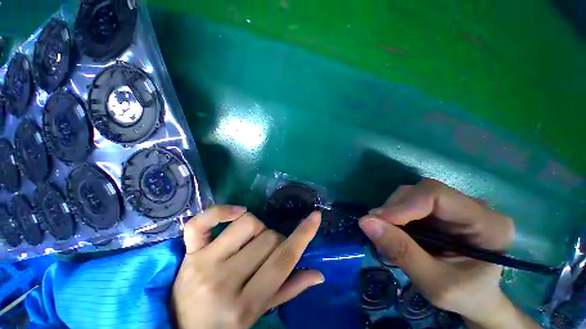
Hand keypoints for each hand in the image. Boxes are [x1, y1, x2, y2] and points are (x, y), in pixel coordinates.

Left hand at [172, 205, 323, 328]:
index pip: (283, 261)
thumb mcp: (259, 314)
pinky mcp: (187, 252)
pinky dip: (221, 211)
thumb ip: (289, 290)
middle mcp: (223, 282)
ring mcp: (202, 264)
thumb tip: (318, 274)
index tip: (315, 217)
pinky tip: (236, 212)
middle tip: (269, 251)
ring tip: (252, 240)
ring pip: (246, 223)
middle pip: (267, 238)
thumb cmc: (226, 325)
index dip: (303, 236)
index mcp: (245, 305)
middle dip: (275, 240)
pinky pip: (202, 221)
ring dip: (258, 227)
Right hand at [359, 179, 538, 328]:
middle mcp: (475, 206)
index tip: (376, 220)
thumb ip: (401, 252)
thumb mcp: (433, 283)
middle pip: (423, 190)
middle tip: (377, 227)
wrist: (476, 298)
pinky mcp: (443, 209)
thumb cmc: (464, 296)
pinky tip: (395, 229)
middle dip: (395, 207)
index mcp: (488, 224)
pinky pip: (411, 201)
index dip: (403, 205)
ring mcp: (458, 205)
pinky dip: (396, 213)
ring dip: (393, 210)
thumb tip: (365, 221)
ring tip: (387, 231)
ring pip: (414, 193)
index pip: (437, 195)